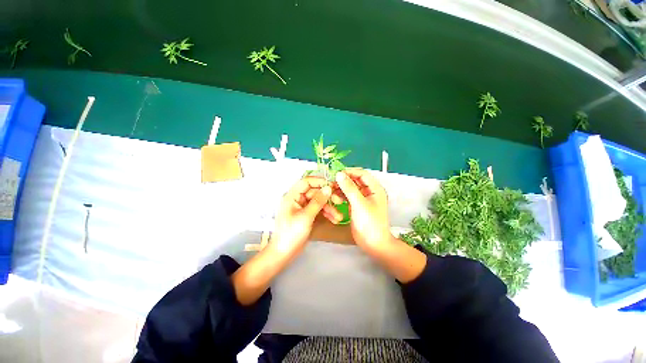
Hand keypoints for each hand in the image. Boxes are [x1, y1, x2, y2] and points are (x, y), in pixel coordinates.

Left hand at [270, 177, 333, 257]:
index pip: (306, 182)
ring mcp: (302, 207)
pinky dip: (326, 213)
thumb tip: (328, 188)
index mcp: (292, 196)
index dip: (319, 181)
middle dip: (327, 197)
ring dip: (329, 207)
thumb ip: (317, 201)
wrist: (284, 253)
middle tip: (339, 201)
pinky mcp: (306, 215)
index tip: (332, 185)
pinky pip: (317, 210)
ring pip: (318, 201)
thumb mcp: (306, 217)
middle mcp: (297, 199)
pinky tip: (334, 220)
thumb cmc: (291, 234)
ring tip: (339, 217)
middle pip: (314, 192)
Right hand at [332, 169, 395, 254]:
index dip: (349, 172)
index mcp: (375, 188)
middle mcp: (369, 191)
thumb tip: (339, 174)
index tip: (336, 173)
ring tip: (331, 191)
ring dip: (341, 188)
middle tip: (331, 182)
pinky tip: (335, 198)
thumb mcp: (359, 204)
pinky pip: (348, 196)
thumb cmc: (370, 223)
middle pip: (355, 180)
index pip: (362, 173)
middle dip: (344, 181)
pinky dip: (342, 196)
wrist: (373, 244)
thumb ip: (349, 188)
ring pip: (351, 188)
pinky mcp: (357, 206)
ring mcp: (363, 199)